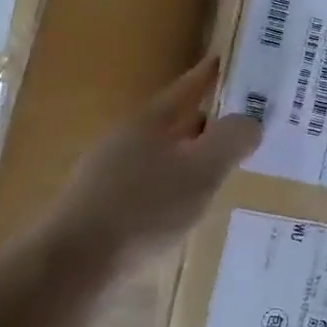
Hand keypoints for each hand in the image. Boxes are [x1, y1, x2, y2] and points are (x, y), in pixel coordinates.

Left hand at [41, 57, 259, 281]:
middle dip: (205, 121)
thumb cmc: (144, 209)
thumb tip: (251, 121)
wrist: (74, 267)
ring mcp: (108, 177)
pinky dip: (174, 190)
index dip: (208, 75)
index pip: (186, 88)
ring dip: (190, 158)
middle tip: (241, 122)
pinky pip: (149, 188)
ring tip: (220, 170)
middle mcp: (126, 142)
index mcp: (149, 123)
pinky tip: (185, 211)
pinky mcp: (101, 212)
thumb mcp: (201, 171)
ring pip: (161, 157)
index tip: (226, 59)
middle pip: (173, 123)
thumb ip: (231, 141)